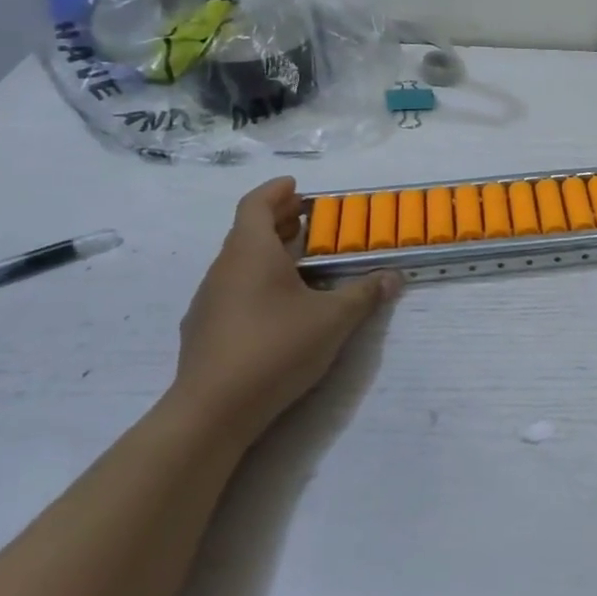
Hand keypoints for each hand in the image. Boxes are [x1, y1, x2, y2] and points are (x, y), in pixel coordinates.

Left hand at [174, 178, 400, 439]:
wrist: (212, 410)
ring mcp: (208, 300)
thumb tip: (394, 277)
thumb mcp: (333, 320)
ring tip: (297, 261)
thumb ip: (364, 294)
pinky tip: (276, 305)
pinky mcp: (202, 329)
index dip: (276, 191)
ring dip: (266, 252)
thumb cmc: (276, 348)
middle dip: (276, 220)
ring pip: (238, 262)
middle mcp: (224, 268)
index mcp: (251, 253)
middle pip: (246, 231)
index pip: (256, 205)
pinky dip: (254, 281)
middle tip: (305, 219)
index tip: (295, 185)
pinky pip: (231, 289)